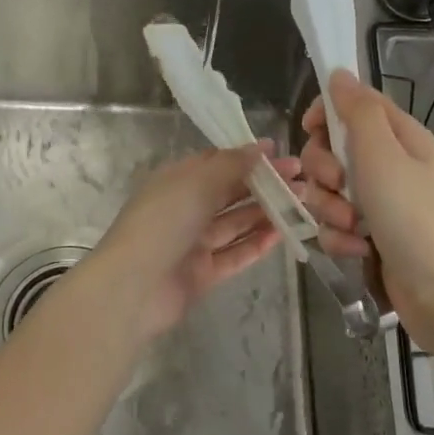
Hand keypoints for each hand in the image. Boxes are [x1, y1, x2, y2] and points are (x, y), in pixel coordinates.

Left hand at [82, 143, 297, 337]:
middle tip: (300, 180)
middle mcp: (185, 209)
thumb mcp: (196, 183)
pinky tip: (282, 234)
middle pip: (229, 193)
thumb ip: (231, 165)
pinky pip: (234, 255)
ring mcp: (193, 243)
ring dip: (266, 213)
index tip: (280, 153)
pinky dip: (256, 244)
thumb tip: (260, 147)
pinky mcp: (203, 274)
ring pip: (235, 224)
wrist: (133, 287)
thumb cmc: (162, 223)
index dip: (248, 157)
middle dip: (264, 185)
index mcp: (177, 181)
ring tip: (300, 204)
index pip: (216, 163)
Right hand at [302, 71, 433, 351]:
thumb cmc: (414, 215)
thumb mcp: (382, 154)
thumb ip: (357, 111)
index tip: (311, 129)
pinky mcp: (369, 237)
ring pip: (328, 191)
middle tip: (340, 186)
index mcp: (397, 137)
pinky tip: (358, 251)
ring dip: (331, 209)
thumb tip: (339, 72)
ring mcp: (378, 203)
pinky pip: (335, 226)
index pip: (352, 104)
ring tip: (353, 228)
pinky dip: (340, 238)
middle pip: (331, 149)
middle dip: (324, 170)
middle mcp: (387, 165)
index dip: (326, 113)